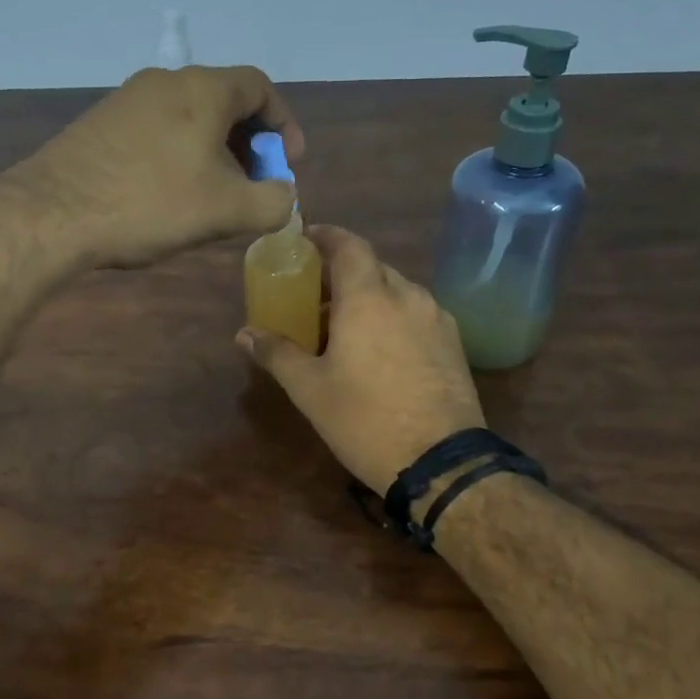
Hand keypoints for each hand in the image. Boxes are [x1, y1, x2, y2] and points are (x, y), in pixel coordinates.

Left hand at [9, 65, 303, 269]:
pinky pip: (157, 132)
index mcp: (203, 89)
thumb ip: (272, 202)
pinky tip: (169, 196)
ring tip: (214, 197)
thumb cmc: (151, 204)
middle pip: (223, 102)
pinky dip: (178, 156)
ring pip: (188, 118)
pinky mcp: (100, 125)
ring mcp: (127, 100)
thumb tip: (284, 196)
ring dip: (213, 152)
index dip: (283, 124)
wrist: (52, 214)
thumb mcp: (227, 210)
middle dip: (249, 143)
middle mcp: (165, 81)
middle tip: (254, 185)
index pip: (260, 87)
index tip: (288, 163)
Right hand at [239, 226, 484, 493]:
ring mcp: (436, 319)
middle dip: (341, 275)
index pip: (348, 245)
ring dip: (368, 298)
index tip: (305, 240)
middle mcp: (407, 296)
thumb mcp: (310, 389)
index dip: (325, 236)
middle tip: (314, 298)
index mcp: (368, 298)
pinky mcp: (454, 344)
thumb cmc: (365, 420)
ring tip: (345, 328)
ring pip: (397, 292)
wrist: (441, 462)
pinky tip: (380, 350)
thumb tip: (244, 334)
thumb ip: (277, 353)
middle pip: (372, 268)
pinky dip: (393, 317)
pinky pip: (416, 315)